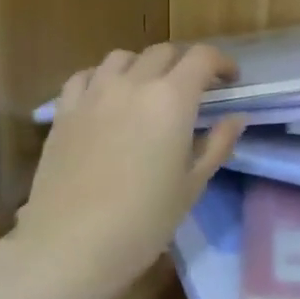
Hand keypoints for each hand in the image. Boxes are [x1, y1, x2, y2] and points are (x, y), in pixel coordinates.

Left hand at [14, 44, 244, 298]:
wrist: (71, 246)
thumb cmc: (143, 221)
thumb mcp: (192, 186)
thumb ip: (217, 145)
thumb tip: (235, 118)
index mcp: (171, 100)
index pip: (202, 58)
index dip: (221, 63)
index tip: (230, 81)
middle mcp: (133, 84)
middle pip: (163, 52)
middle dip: (184, 64)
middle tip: (194, 90)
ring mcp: (94, 94)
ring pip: (122, 57)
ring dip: (143, 65)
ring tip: (148, 89)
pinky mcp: (64, 111)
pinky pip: (85, 77)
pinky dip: (102, 77)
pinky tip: (106, 98)